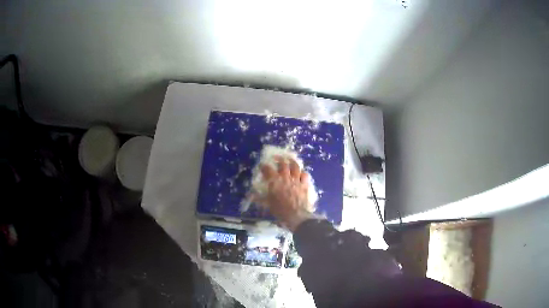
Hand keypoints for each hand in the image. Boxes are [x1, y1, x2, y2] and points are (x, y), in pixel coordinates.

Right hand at [254, 156, 313, 230]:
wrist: (296, 215)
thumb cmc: (280, 210)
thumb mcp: (267, 204)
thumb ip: (259, 198)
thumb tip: (251, 195)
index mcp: (274, 181)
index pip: (268, 170)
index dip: (264, 167)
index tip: (262, 166)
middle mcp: (285, 177)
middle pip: (283, 164)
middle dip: (279, 159)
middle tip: (277, 159)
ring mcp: (296, 180)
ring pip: (295, 166)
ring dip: (292, 162)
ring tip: (290, 160)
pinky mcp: (305, 184)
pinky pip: (305, 175)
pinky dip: (303, 172)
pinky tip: (301, 173)